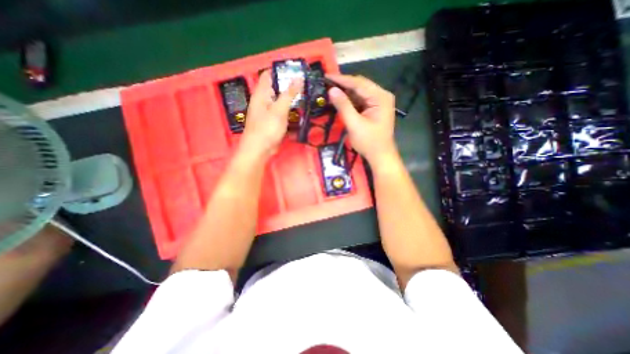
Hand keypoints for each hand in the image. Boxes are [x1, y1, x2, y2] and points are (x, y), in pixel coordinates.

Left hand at [240, 71, 301, 158]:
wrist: (259, 151)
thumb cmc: (267, 129)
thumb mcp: (279, 110)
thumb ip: (289, 94)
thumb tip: (299, 78)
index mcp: (261, 94)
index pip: (269, 75)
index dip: (281, 71)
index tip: (296, 71)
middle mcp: (263, 102)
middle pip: (277, 89)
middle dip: (290, 88)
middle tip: (304, 87)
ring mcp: (268, 114)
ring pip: (281, 103)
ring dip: (292, 103)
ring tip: (305, 101)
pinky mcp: (273, 124)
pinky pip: (283, 116)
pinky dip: (290, 115)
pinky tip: (300, 118)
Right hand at [327, 73, 394, 166]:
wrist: (380, 156)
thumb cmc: (369, 142)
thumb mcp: (354, 124)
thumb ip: (343, 106)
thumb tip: (331, 90)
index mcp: (380, 97)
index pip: (359, 83)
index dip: (341, 79)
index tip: (326, 76)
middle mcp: (381, 96)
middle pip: (359, 86)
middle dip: (343, 85)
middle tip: (326, 84)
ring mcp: (378, 103)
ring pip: (359, 94)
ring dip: (345, 93)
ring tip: (329, 91)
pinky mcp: (374, 109)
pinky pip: (360, 101)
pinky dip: (349, 101)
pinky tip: (339, 100)